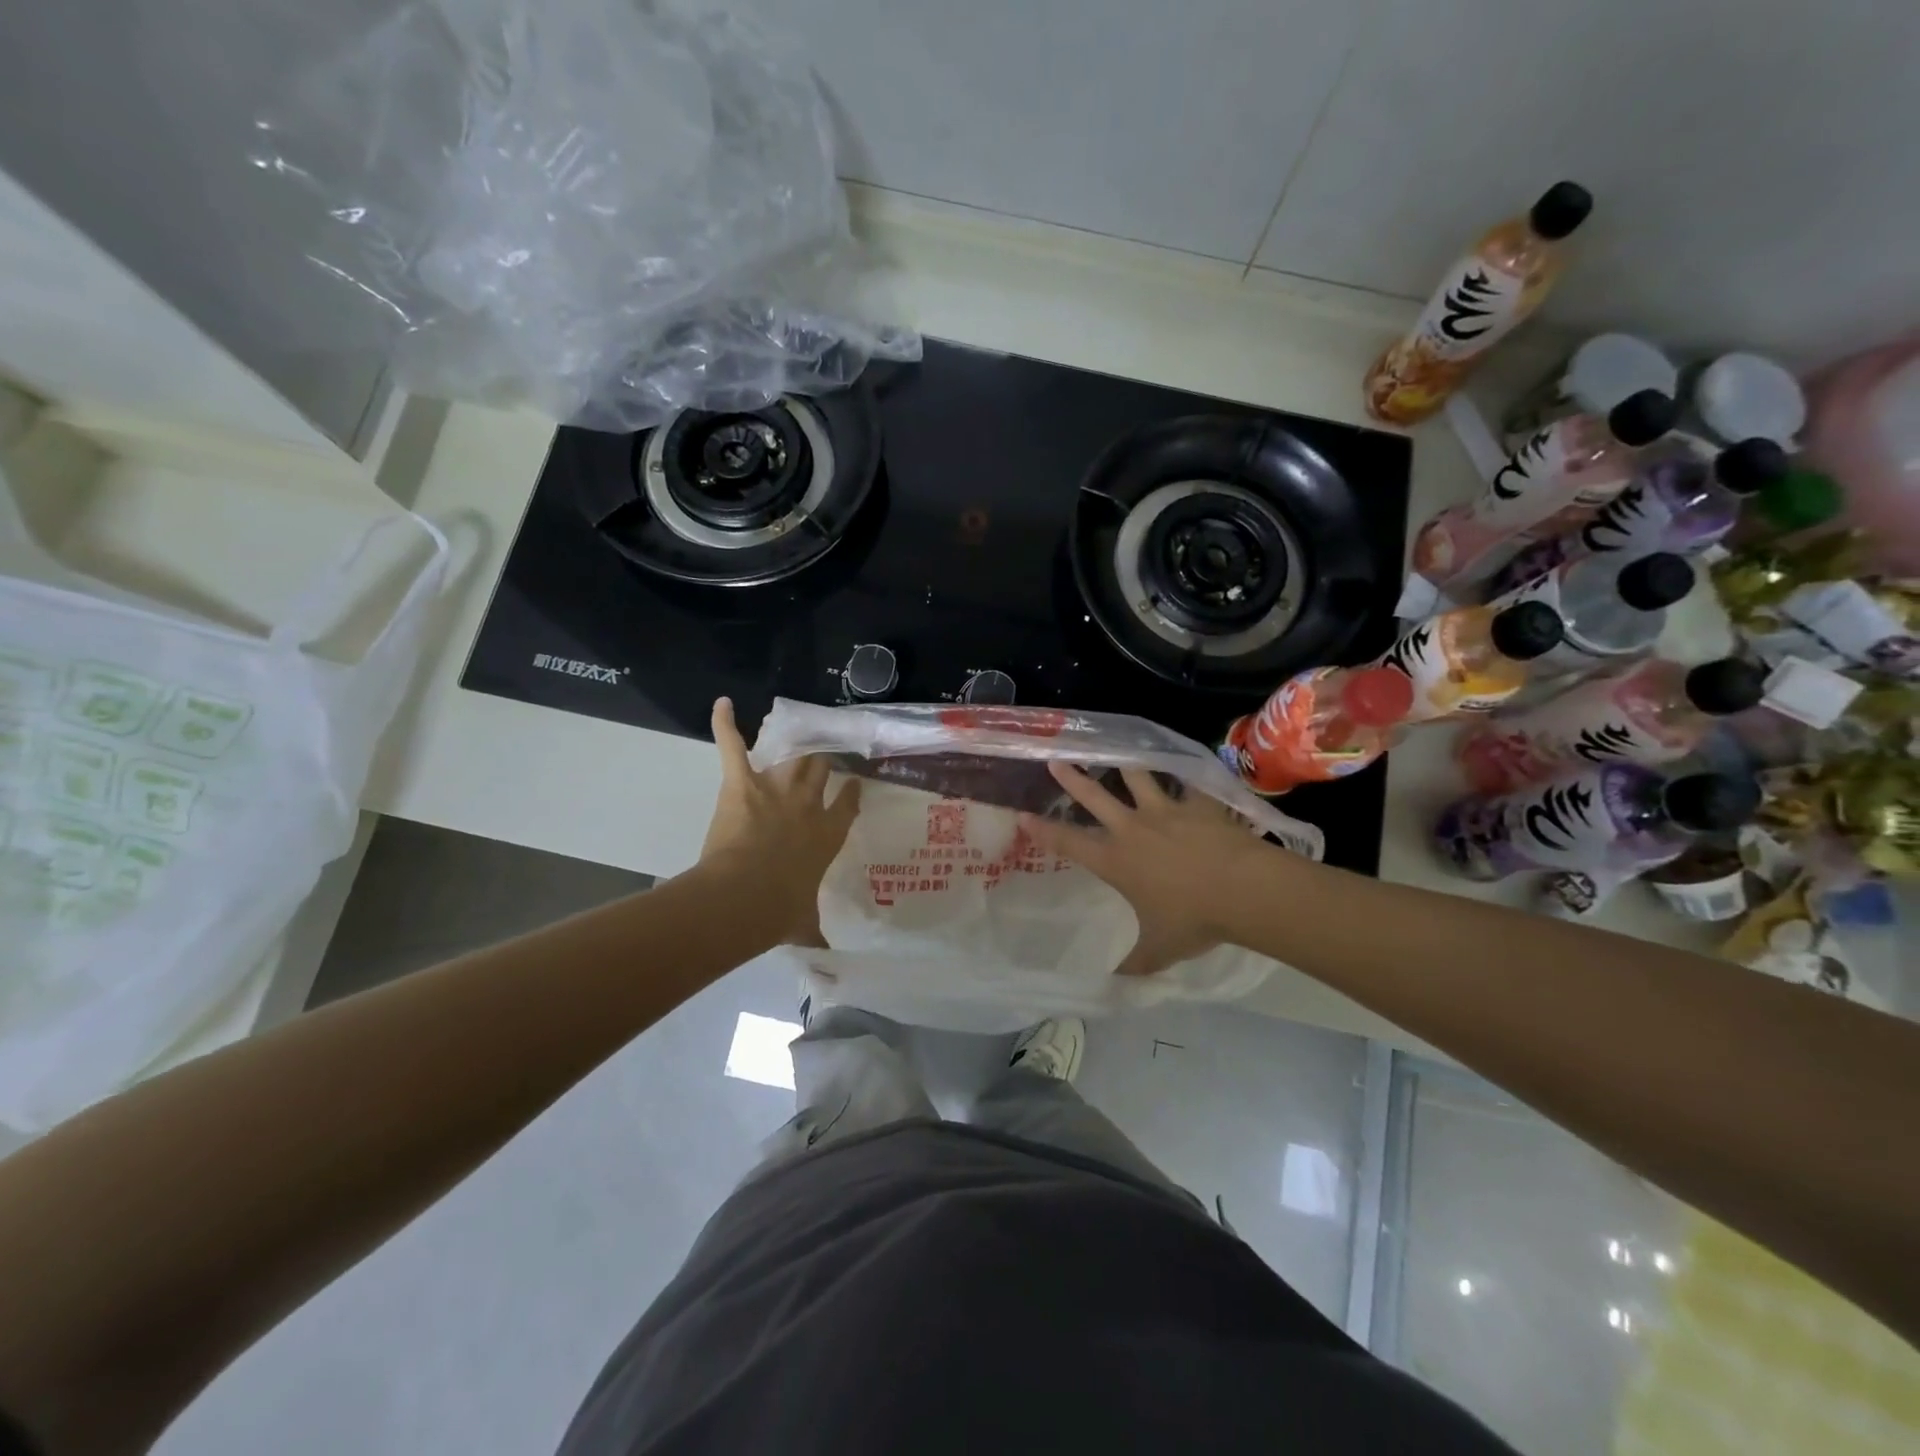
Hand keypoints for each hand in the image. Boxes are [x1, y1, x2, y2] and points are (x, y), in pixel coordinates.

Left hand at [698, 698, 861, 944]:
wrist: (746, 896)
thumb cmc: (779, 911)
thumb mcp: (803, 924)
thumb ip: (814, 932)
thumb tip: (831, 959)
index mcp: (828, 834)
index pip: (846, 804)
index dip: (849, 792)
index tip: (852, 783)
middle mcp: (809, 803)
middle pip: (821, 769)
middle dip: (822, 760)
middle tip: (821, 754)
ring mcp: (776, 788)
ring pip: (791, 756)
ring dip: (791, 745)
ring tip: (793, 730)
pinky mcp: (742, 781)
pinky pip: (733, 746)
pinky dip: (725, 724)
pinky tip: (722, 704)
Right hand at [1019, 763, 1288, 976]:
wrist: (1242, 889)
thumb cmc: (1194, 919)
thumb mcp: (1160, 949)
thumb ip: (1136, 963)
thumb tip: (1117, 983)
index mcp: (1116, 861)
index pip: (1069, 844)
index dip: (1044, 830)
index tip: (1023, 815)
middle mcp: (1133, 829)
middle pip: (1095, 798)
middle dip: (1073, 779)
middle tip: (1056, 760)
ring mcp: (1166, 811)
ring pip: (1138, 779)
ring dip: (1125, 765)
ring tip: (1118, 751)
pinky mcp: (1199, 804)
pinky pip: (1190, 785)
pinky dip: (1187, 778)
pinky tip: (1188, 769)